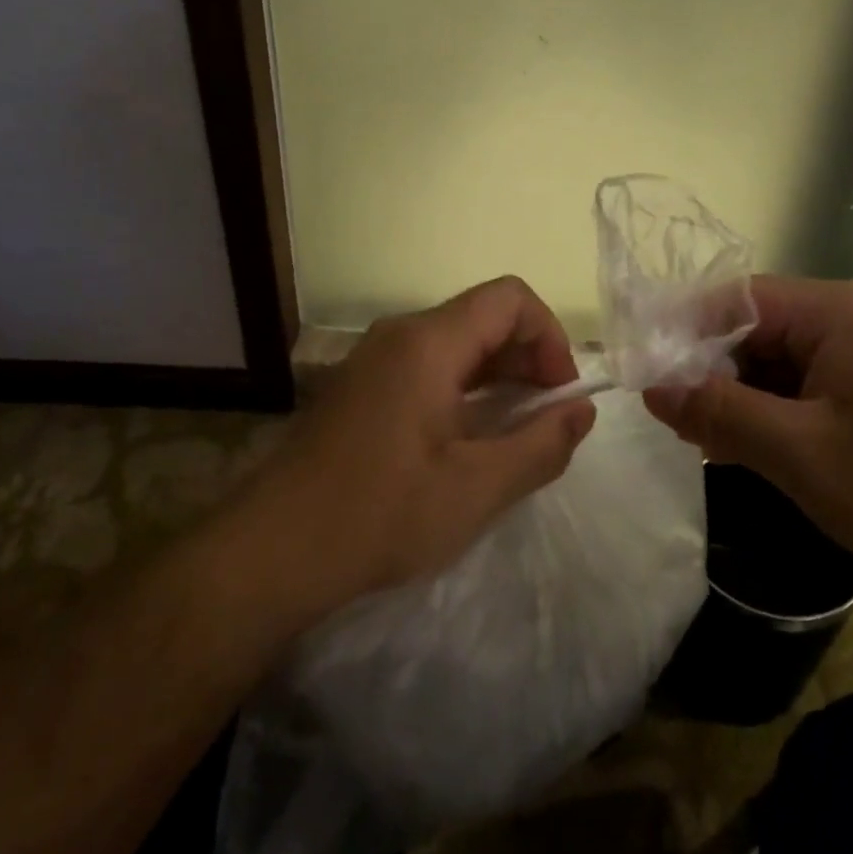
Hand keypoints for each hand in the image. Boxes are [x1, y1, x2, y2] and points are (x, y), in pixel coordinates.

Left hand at [271, 277, 597, 600]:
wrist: (269, 554)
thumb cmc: (379, 515)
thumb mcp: (477, 489)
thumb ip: (541, 445)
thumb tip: (583, 411)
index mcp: (428, 343)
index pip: (510, 299)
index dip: (549, 336)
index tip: (559, 394)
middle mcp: (400, 335)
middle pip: (484, 316)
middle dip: (528, 357)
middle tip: (545, 418)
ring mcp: (375, 359)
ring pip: (457, 341)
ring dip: (498, 375)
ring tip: (514, 431)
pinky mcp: (361, 385)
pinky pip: (429, 365)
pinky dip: (465, 387)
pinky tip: (469, 438)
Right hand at [643, 277, 852, 593]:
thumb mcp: (800, 453)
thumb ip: (720, 413)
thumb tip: (653, 388)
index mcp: (838, 311)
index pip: (737, 298)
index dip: (686, 334)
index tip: (651, 379)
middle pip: (760, 328)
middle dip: (716, 372)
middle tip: (680, 424)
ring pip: (786, 360)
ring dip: (748, 397)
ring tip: (714, 444)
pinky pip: (816, 383)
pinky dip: (783, 411)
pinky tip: (765, 451)